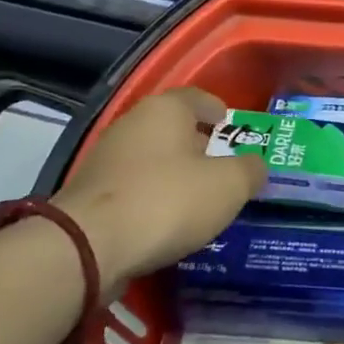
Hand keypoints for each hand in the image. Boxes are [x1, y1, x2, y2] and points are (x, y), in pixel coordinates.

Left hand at [50, 86, 266, 298]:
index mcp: (165, 109)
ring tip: (198, 197)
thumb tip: (255, 166)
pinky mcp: (90, 194)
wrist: (89, 246)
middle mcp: (132, 124)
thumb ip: (249, 170)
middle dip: (197, 144)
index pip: (196, 97)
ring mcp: (106, 159)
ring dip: (173, 173)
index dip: (216, 109)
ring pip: (151, 159)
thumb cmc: (168, 200)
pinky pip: (133, 187)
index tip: (229, 124)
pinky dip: (152, 197)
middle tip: (222, 166)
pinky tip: (167, 220)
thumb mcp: (228, 186)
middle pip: (172, 128)